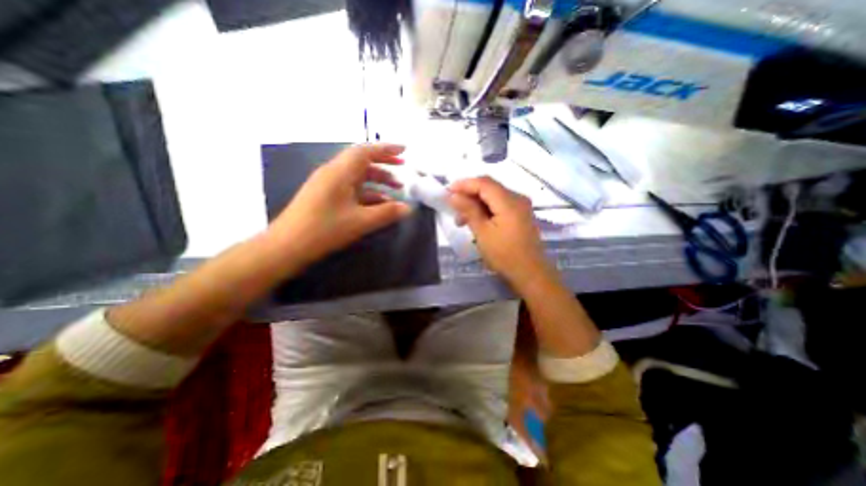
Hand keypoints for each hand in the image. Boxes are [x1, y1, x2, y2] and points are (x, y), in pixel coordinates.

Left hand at [269, 143, 413, 266]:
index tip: (404, 150)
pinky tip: (379, 203)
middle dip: (384, 163)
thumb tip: (408, 208)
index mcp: (339, 172)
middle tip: (403, 167)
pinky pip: (351, 189)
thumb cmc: (324, 230)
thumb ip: (386, 213)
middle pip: (362, 161)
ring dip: (377, 180)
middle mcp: (333, 173)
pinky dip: (367, 193)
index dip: (386, 149)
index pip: (365, 152)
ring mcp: (328, 185)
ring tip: (396, 189)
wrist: (288, 246)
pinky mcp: (326, 197)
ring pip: (357, 176)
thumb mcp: (360, 222)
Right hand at [451, 176, 550, 291]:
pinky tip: (476, 221)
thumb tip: (454, 195)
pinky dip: (486, 210)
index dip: (464, 184)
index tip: (447, 191)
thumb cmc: (505, 255)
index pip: (484, 183)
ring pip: (493, 197)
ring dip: (476, 204)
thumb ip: (469, 211)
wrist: (531, 273)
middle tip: (453, 207)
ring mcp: (520, 206)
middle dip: (469, 194)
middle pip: (489, 187)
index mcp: (509, 201)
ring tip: (461, 220)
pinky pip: (500, 205)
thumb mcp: (483, 233)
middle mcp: (517, 198)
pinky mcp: (520, 215)